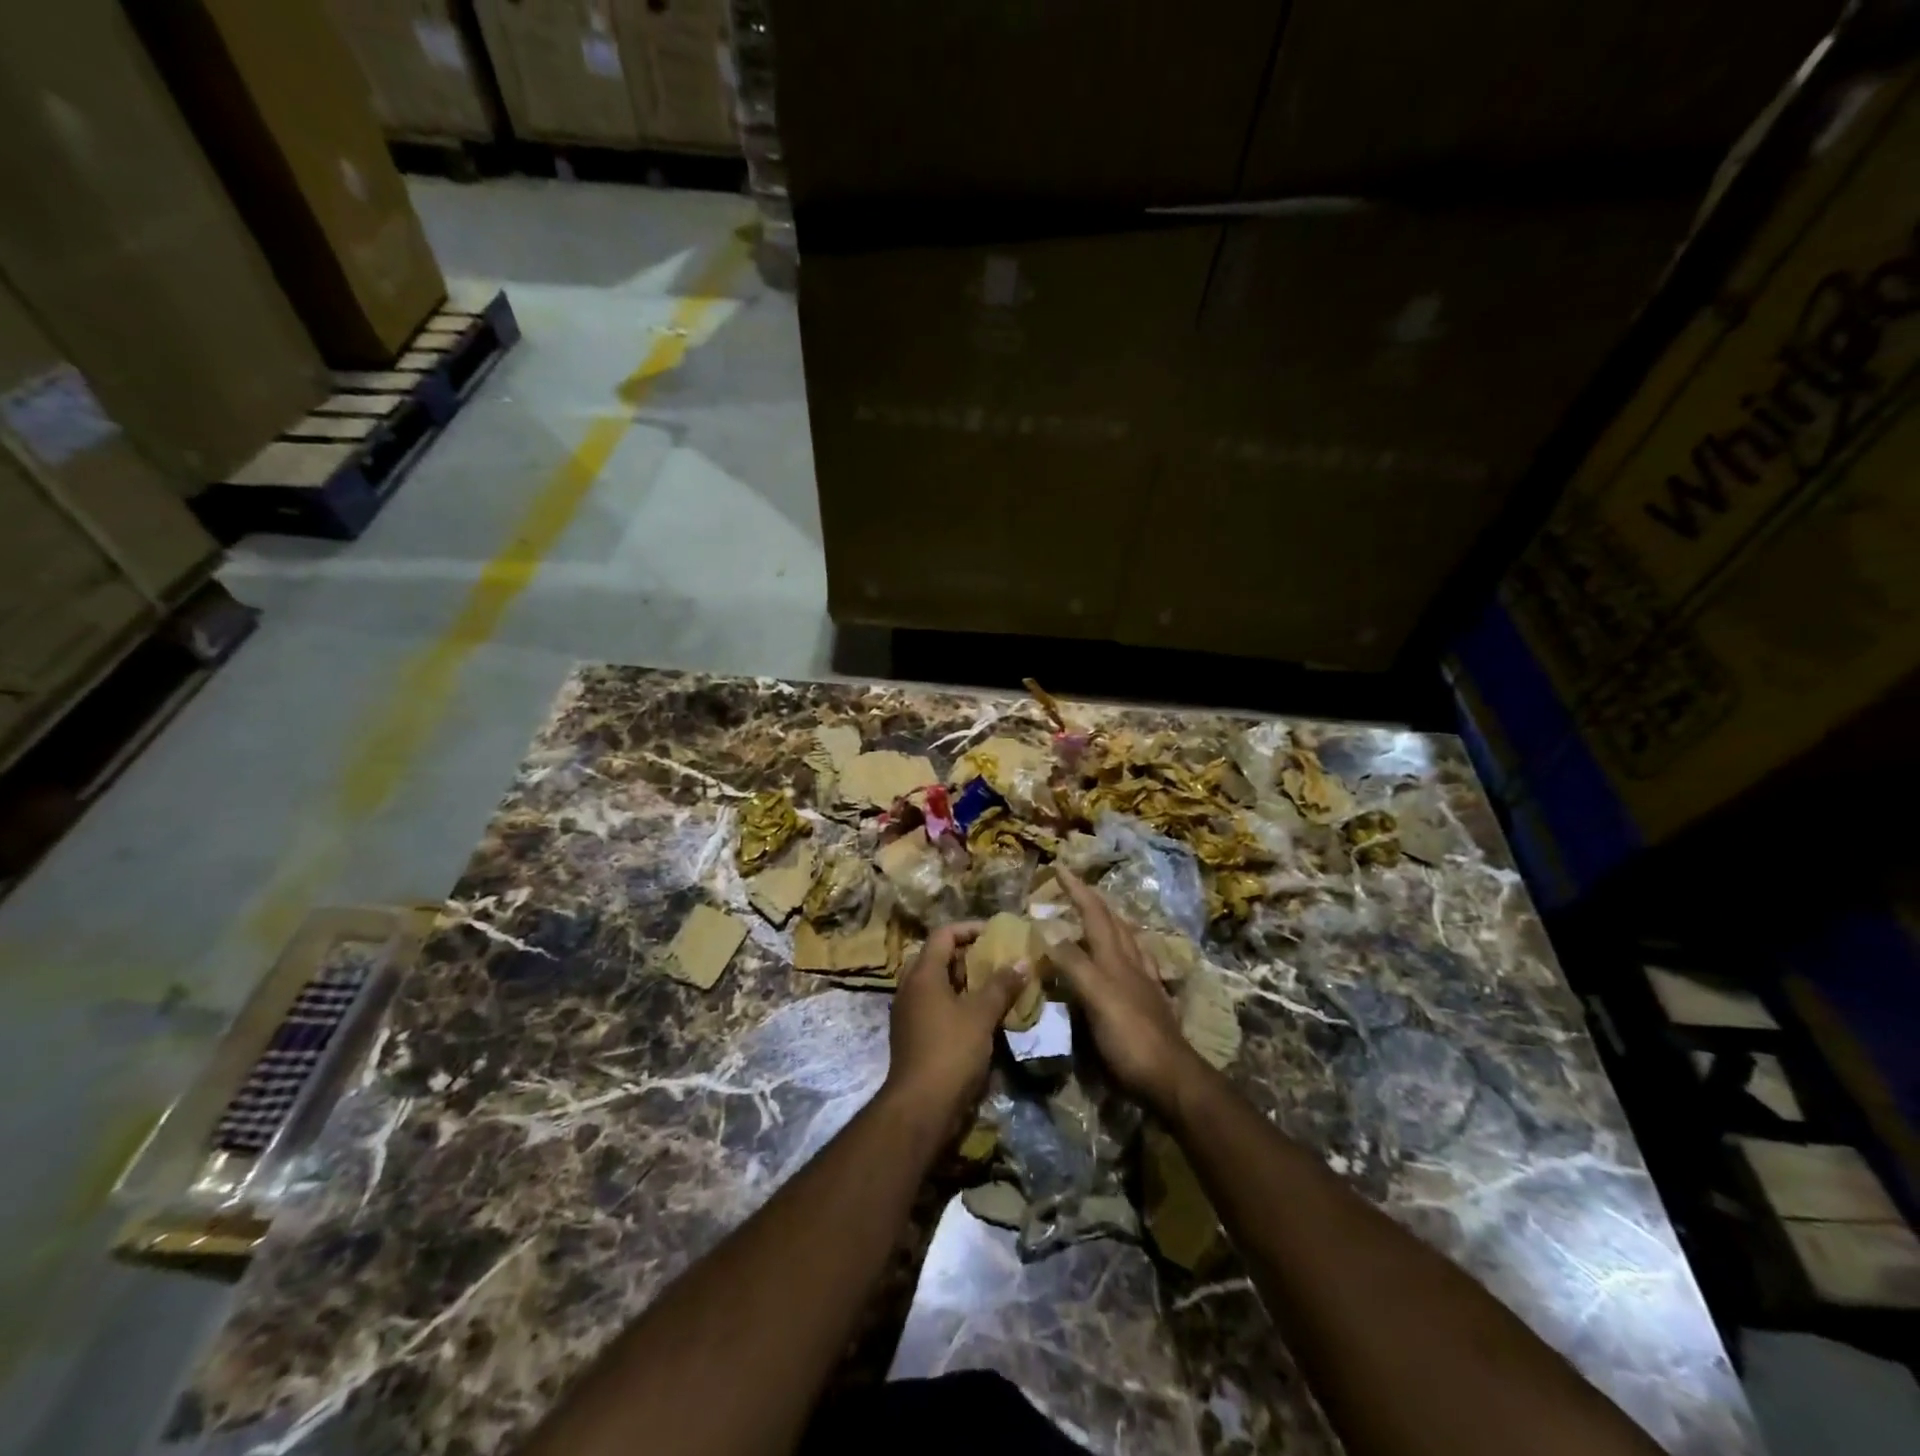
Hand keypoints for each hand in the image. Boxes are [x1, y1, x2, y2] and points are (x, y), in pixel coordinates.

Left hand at [882, 921, 1026, 1138]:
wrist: (920, 1106)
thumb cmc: (951, 1051)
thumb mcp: (981, 1015)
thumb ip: (1002, 985)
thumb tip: (1022, 960)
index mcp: (922, 974)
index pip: (943, 934)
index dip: (969, 929)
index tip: (995, 934)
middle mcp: (910, 988)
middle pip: (938, 958)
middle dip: (967, 956)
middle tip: (996, 960)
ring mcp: (909, 1014)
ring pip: (937, 985)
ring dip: (964, 982)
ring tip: (994, 987)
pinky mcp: (913, 1036)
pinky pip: (935, 1007)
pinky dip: (957, 1004)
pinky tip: (981, 1017)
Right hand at [1051, 869, 1202, 1115]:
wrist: (1172, 1079)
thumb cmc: (1130, 1037)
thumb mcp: (1096, 997)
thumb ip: (1074, 963)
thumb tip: (1048, 928)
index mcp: (1115, 958)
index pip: (1094, 914)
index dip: (1077, 890)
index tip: (1060, 867)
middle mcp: (1131, 964)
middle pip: (1113, 923)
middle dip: (1093, 901)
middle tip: (1076, 888)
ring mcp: (1144, 984)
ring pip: (1126, 942)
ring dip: (1109, 923)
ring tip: (1097, 917)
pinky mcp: (1150, 1005)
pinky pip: (1135, 967)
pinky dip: (1122, 954)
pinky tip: (1123, 962)